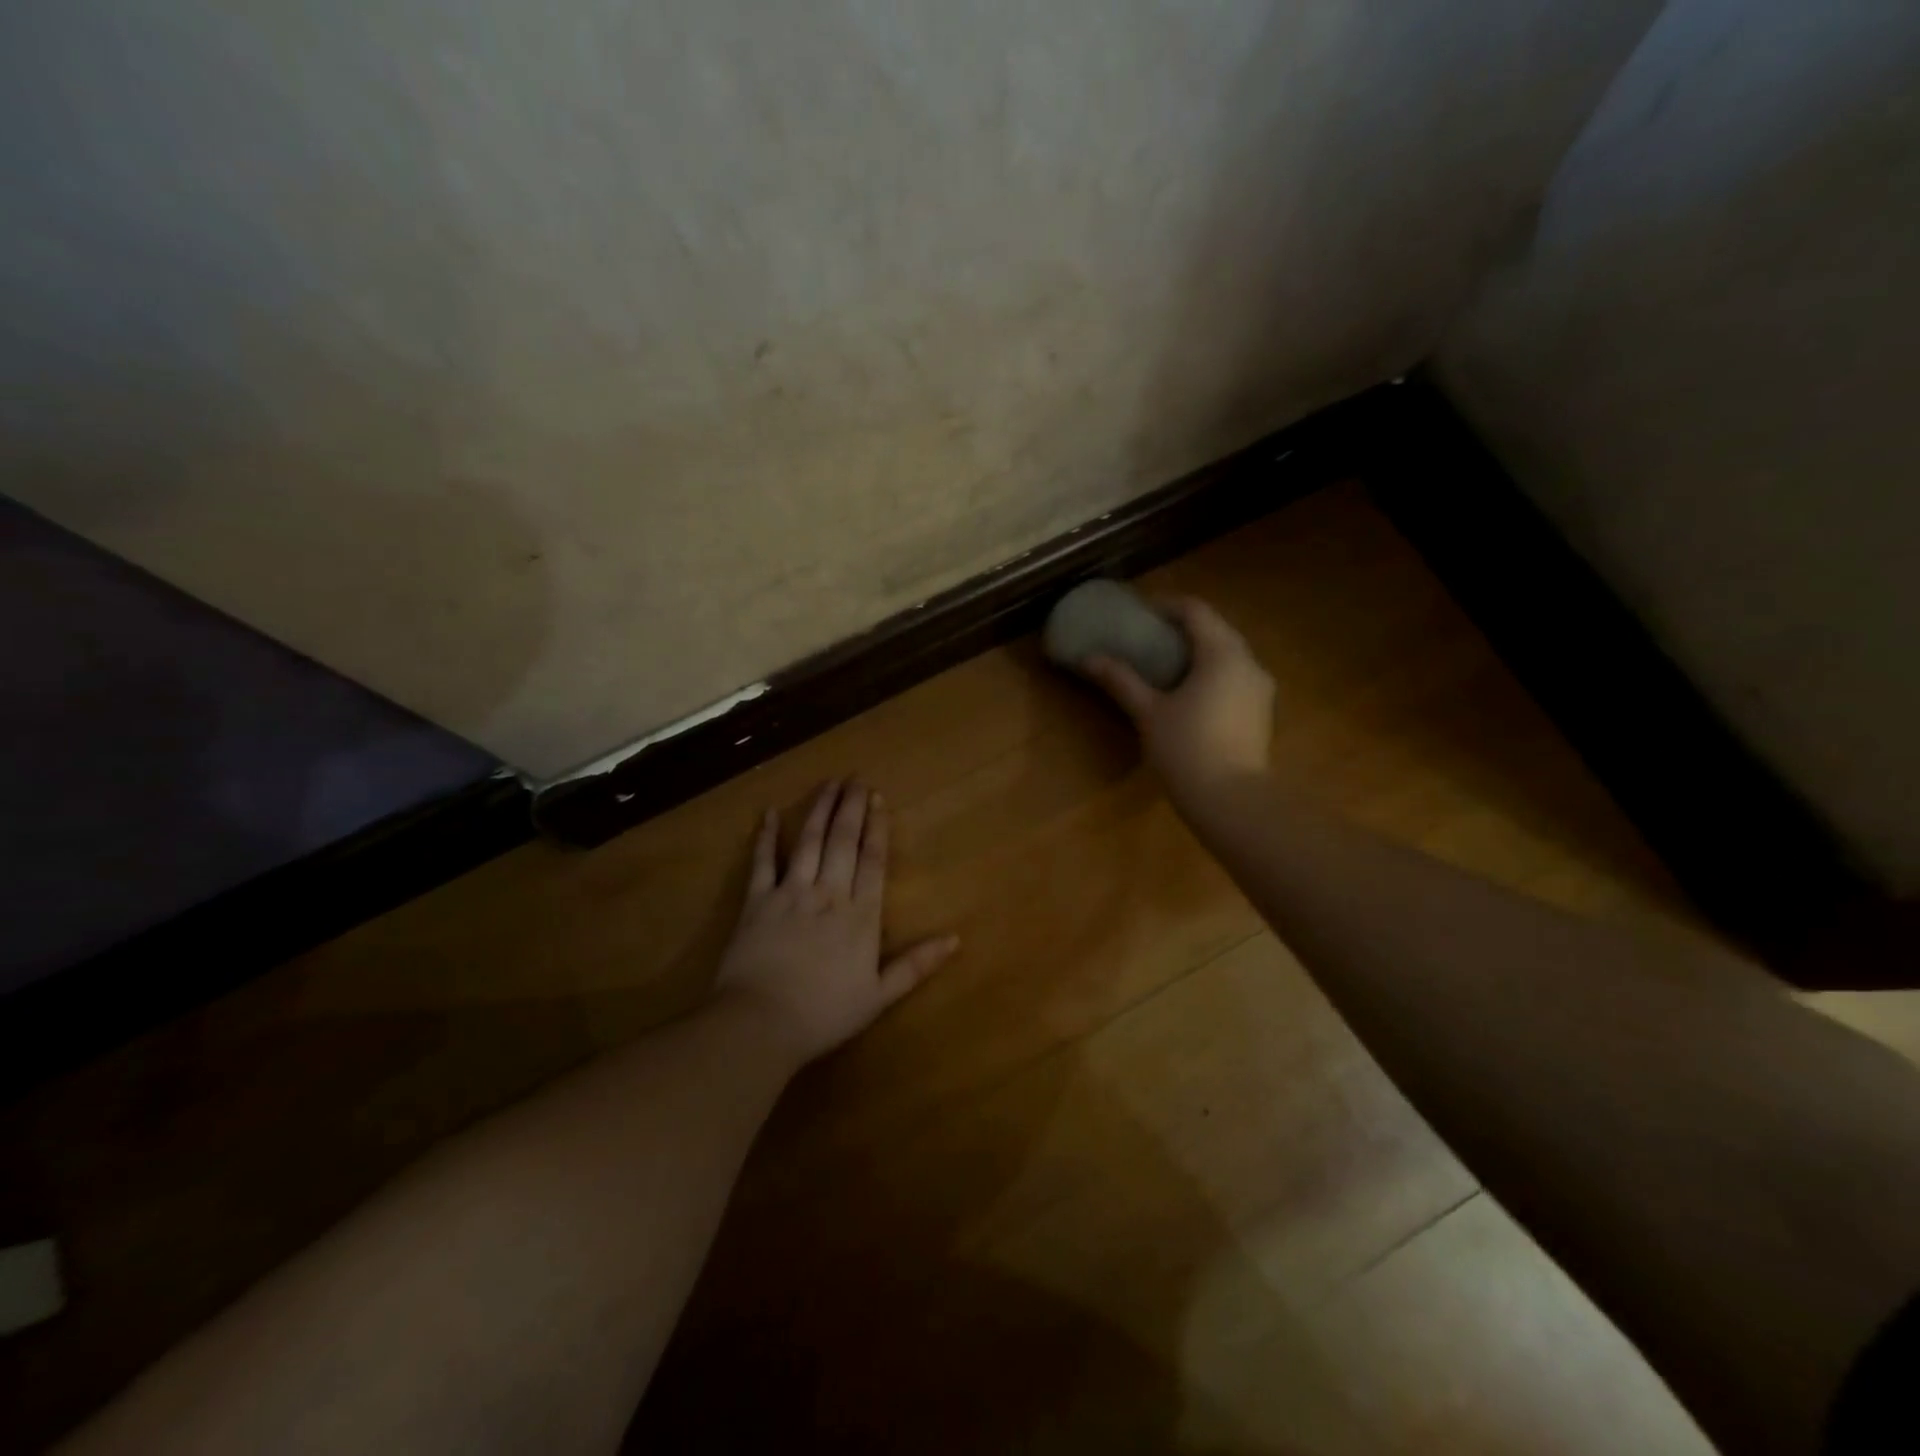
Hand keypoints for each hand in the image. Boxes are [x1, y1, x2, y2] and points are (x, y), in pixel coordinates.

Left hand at [714, 780, 958, 1064]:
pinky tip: (770, 812)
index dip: (877, 828)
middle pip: (843, 841)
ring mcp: (790, 893)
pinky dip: (766, 835)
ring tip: (828, 783)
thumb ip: (916, 965)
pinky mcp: (757, 900)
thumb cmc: (824, 1014)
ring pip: (810, 841)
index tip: (879, 799)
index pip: (873, 860)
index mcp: (860, 915)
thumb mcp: (879, 996)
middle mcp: (828, 893)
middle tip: (856, 778)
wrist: (760, 1023)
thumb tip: (956, 939)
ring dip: (820, 810)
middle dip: (851, 807)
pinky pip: (763, 861)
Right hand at [1084, 596, 1275, 807]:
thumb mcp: (1148, 712)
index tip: (1140, 613)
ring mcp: (1260, 688)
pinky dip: (1212, 673)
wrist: (1232, 800)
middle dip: (1182, 629)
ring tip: (1165, 665)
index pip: (1196, 611)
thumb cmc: (1187, 749)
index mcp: (1222, 653)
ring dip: (1199, 651)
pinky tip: (1189, 693)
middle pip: (1215, 630)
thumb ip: (1121, 680)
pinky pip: (1235, 677)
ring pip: (1228, 654)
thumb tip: (1089, 659)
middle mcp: (1249, 662)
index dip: (1166, 606)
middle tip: (1148, 638)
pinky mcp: (1261, 712)